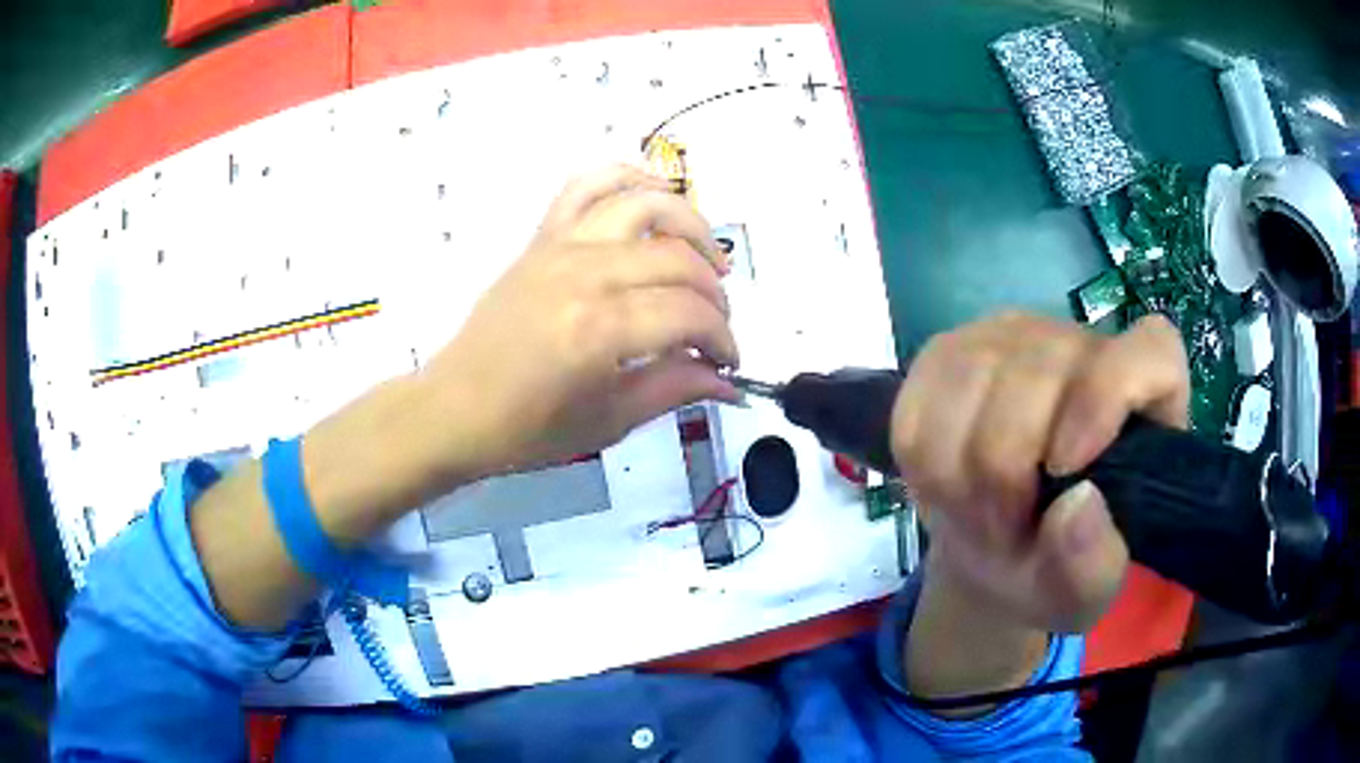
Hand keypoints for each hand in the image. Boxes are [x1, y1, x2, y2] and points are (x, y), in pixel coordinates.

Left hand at [417, 165, 739, 481]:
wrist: (455, 407)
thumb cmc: (527, 428)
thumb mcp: (608, 421)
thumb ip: (674, 390)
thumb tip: (730, 384)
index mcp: (600, 330)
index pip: (690, 316)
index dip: (723, 339)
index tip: (726, 363)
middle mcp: (585, 273)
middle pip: (678, 260)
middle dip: (714, 295)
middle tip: (714, 327)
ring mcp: (561, 246)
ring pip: (645, 205)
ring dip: (691, 225)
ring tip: (706, 258)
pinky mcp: (542, 237)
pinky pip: (588, 185)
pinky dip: (628, 179)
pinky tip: (654, 198)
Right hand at [891, 313, 1188, 632]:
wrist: (994, 553)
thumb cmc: (1055, 566)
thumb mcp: (1082, 591)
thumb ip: (1091, 563)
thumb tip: (1077, 505)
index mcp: (1144, 395)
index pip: (1151, 351)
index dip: (1106, 397)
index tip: (1066, 470)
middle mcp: (1081, 346)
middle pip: (1035, 379)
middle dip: (1004, 480)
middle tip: (1004, 532)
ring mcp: (1010, 338)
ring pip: (967, 387)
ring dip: (958, 478)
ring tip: (977, 514)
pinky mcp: (949, 351)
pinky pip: (918, 405)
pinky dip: (922, 465)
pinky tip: (946, 487)